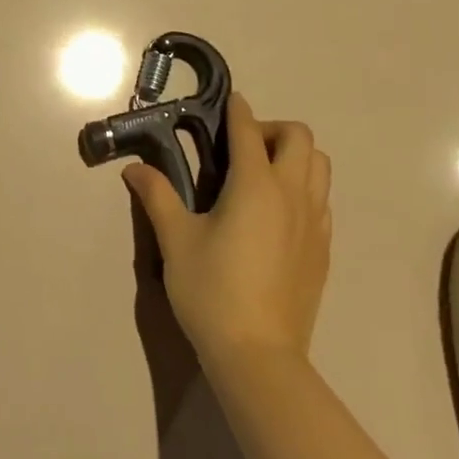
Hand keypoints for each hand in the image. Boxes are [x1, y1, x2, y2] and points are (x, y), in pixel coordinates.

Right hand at [121, 95, 330, 376]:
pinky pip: (322, 199)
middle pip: (299, 137)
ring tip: (261, 176)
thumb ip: (157, 196)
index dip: (237, 110)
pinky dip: (304, 188)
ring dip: (294, 156)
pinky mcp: (324, 249)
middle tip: (241, 148)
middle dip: (271, 129)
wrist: (259, 356)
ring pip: (319, 166)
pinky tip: (276, 213)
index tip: (228, 102)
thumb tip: (135, 169)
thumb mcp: (176, 240)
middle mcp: (292, 194)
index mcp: (256, 184)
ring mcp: (314, 222)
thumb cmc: (212, 291)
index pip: (249, 129)